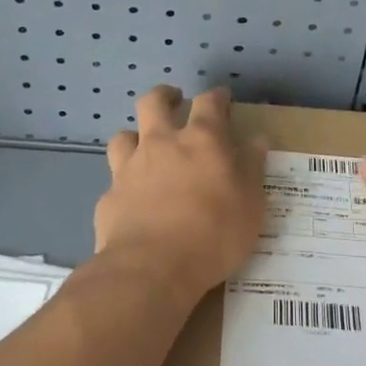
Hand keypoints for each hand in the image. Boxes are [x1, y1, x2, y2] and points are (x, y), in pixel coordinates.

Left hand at [94, 85, 267, 303]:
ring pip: (124, 136)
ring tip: (144, 146)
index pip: (210, 102)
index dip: (217, 96)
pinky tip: (132, 199)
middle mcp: (162, 144)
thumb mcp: (251, 204)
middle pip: (154, 102)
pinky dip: (124, 183)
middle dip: (165, 96)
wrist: (151, 269)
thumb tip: (256, 140)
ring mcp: (130, 169)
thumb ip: (252, 168)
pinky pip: (114, 180)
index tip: (223, 98)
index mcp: (202, 140)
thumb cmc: (213, 234)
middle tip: (174, 101)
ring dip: (135, 135)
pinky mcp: (109, 197)